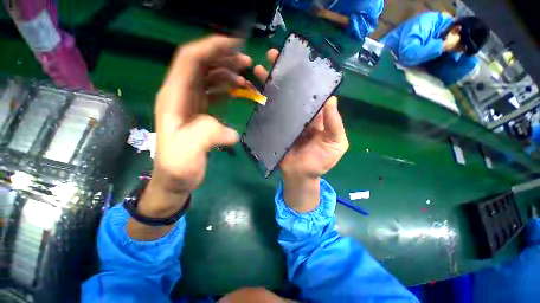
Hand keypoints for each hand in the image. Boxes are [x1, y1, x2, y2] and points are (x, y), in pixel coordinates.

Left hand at [144, 36, 251, 212]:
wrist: (176, 179)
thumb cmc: (178, 166)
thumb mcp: (188, 152)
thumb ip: (206, 135)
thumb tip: (231, 131)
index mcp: (174, 97)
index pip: (190, 60)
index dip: (211, 47)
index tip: (235, 44)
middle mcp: (181, 95)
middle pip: (201, 64)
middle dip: (224, 58)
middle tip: (246, 62)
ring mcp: (192, 103)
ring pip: (210, 77)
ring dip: (228, 72)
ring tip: (246, 77)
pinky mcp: (202, 112)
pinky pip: (215, 92)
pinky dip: (228, 88)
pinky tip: (239, 90)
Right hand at [253, 49, 348, 211]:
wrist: (301, 176)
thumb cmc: (321, 162)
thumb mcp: (335, 143)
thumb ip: (334, 124)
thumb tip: (331, 99)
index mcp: (315, 115)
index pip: (310, 92)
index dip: (305, 76)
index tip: (297, 60)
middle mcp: (300, 114)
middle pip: (291, 91)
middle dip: (283, 74)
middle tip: (273, 56)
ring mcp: (285, 121)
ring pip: (278, 99)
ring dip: (269, 84)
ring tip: (258, 69)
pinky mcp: (274, 128)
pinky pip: (268, 113)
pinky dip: (262, 102)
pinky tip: (254, 90)